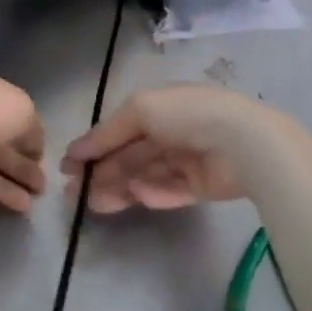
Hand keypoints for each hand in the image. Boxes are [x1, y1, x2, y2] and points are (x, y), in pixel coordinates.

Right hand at [61, 84, 277, 212]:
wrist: (243, 143)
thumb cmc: (187, 116)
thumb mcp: (139, 109)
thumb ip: (106, 132)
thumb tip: (75, 151)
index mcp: (161, 106)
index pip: (120, 128)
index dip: (94, 146)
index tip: (68, 167)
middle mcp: (173, 131)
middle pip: (130, 155)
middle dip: (102, 172)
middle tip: (75, 194)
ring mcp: (188, 160)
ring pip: (146, 176)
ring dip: (120, 188)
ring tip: (97, 204)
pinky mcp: (202, 187)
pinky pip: (171, 191)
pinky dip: (154, 194)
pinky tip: (138, 196)